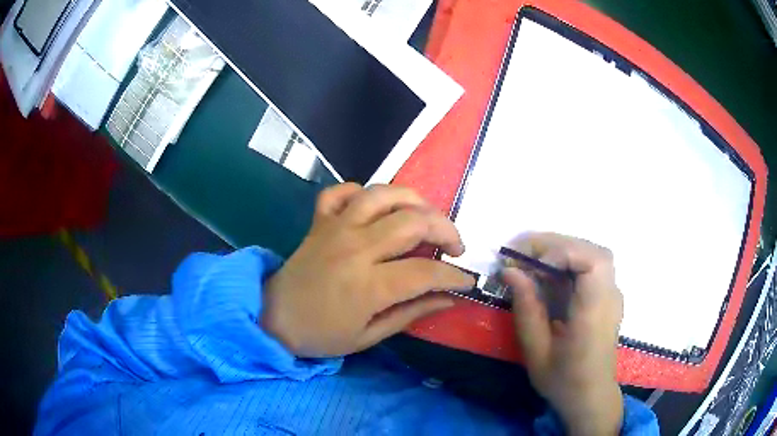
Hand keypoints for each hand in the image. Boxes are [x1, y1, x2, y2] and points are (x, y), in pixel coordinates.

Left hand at [261, 183, 474, 357]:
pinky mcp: (319, 221)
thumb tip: (449, 299)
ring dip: (413, 200)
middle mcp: (355, 248)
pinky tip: (372, 207)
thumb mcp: (369, 336)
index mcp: (369, 285)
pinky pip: (340, 192)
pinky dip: (359, 192)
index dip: (454, 275)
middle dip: (445, 230)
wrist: (274, 318)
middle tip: (454, 247)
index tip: (466, 280)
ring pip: (382, 195)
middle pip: (413, 222)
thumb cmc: (322, 334)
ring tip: (425, 217)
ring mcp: (335, 228)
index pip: (426, 271)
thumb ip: (411, 314)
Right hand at [502, 233, 623, 435]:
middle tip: (519, 254)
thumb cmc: (563, 381)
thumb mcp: (536, 353)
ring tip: (529, 262)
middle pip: (592, 251)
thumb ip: (526, 310)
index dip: (562, 252)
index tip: (530, 265)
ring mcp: (612, 294)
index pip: (593, 262)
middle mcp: (610, 297)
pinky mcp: (607, 295)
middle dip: (554, 245)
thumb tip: (510, 271)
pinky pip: (590, 266)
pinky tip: (547, 275)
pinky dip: (567, 261)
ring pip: (591, 253)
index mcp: (594, 314)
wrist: (591, 396)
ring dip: (559, 251)